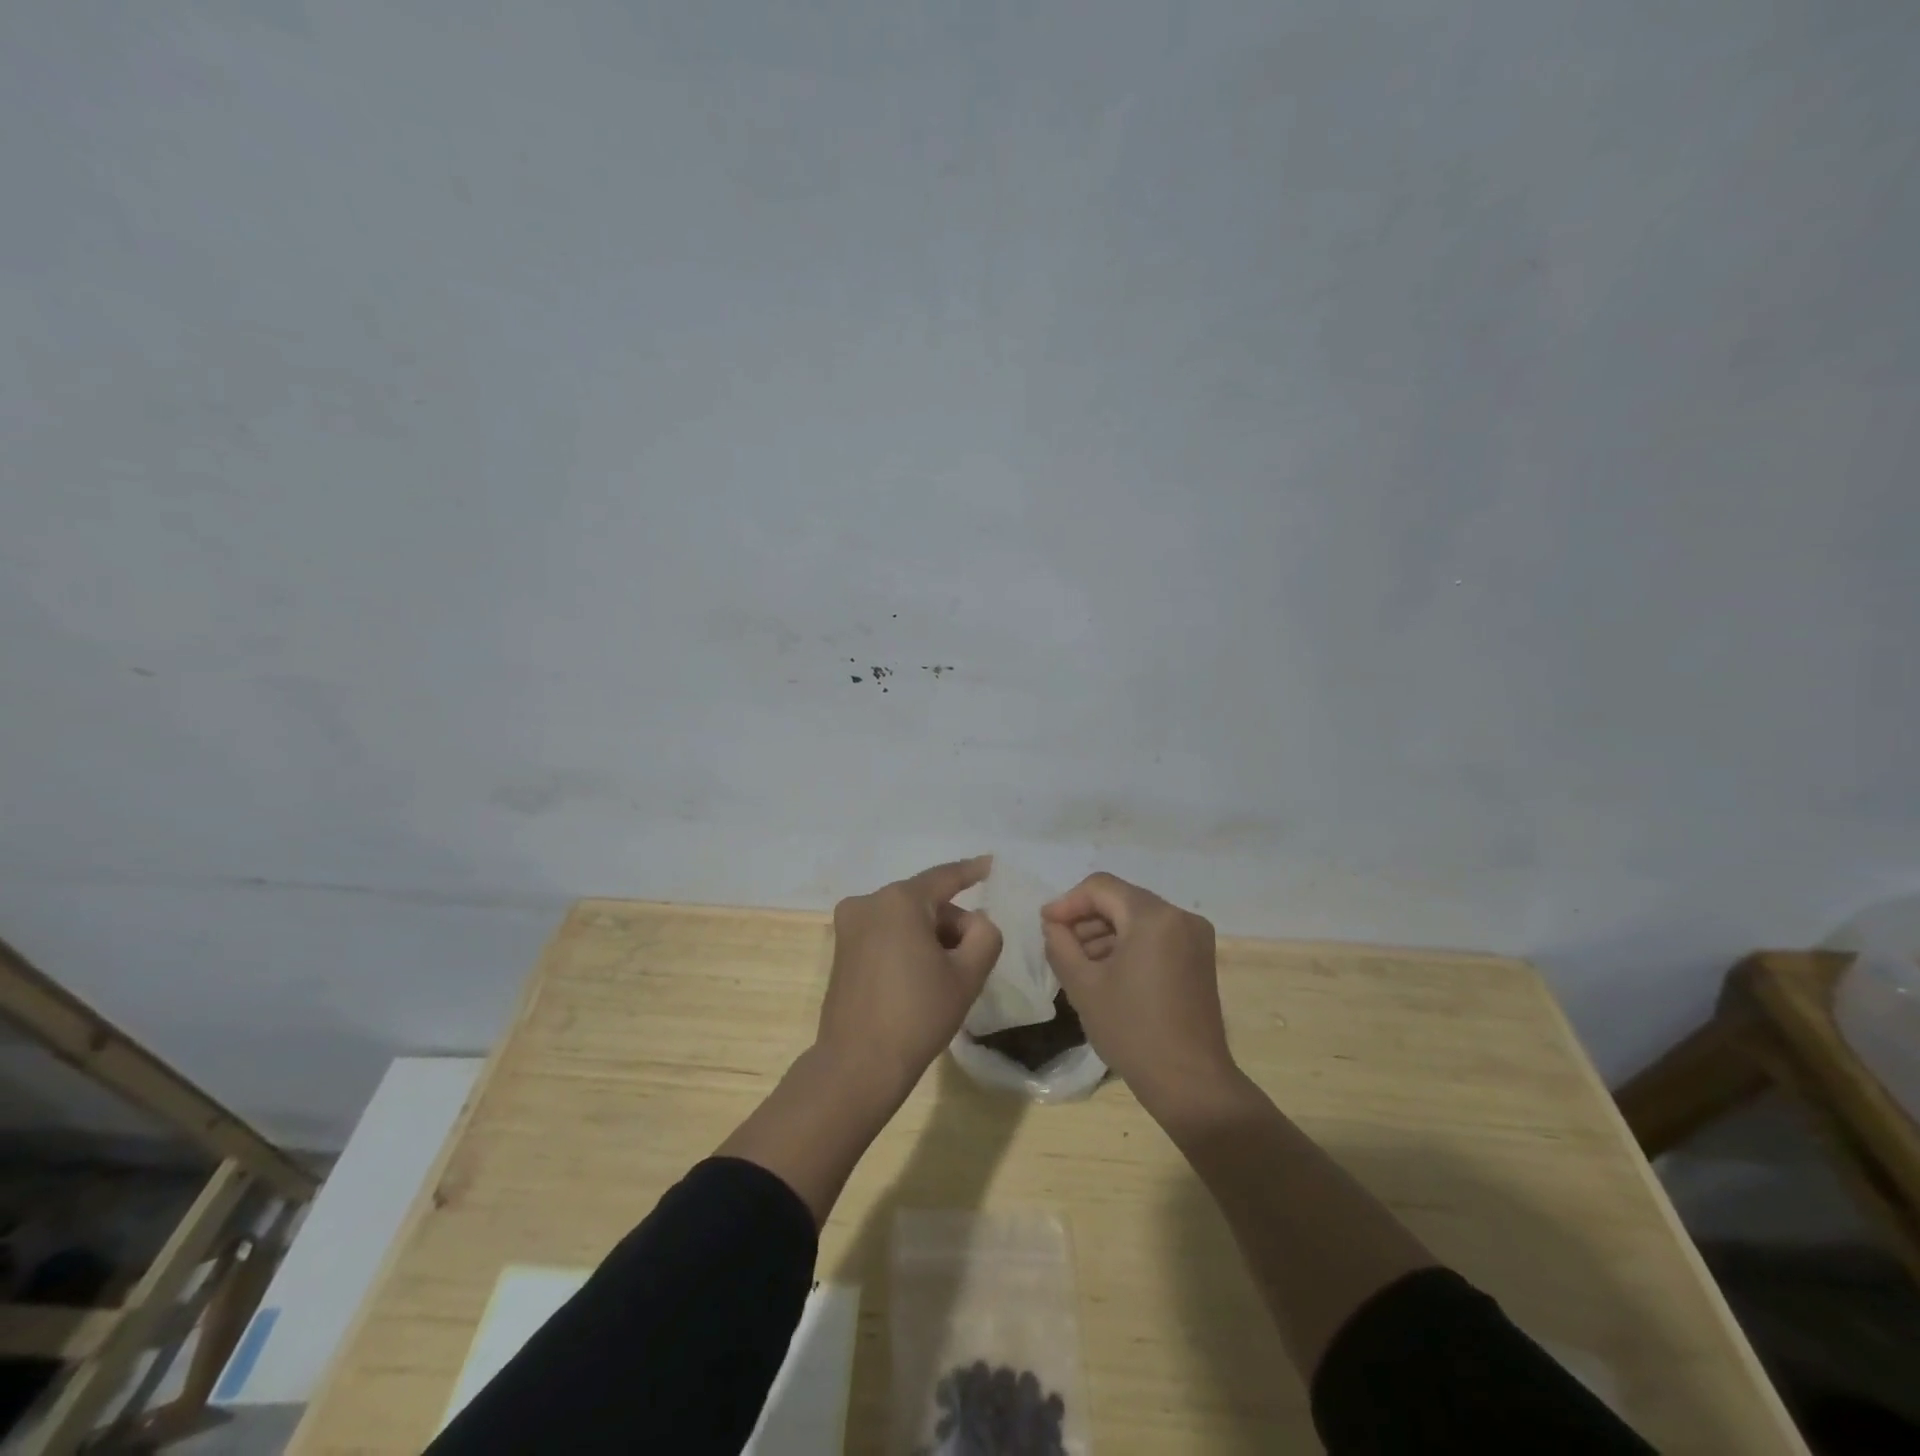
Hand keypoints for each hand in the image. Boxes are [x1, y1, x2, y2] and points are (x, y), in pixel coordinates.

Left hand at [817, 857, 1002, 1104]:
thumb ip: (984, 935)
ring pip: (905, 917)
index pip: (944, 877)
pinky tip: (919, 977)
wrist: (858, 1064)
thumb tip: (973, 922)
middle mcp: (869, 902)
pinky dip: (907, 944)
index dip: (971, 871)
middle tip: (972, 958)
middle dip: (951, 922)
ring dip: (929, 935)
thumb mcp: (968, 975)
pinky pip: (885, 932)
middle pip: (925, 901)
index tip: (990, 864)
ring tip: (945, 976)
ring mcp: (850, 925)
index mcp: (900, 901)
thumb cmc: (918, 1015)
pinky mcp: (841, 948)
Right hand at [1041, 872, 1237, 1117]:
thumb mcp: (1082, 985)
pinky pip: (1155, 935)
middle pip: (1121, 900)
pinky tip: (1107, 970)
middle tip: (1059, 944)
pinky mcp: (1199, 958)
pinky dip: (1128, 944)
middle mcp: (1180, 916)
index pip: (1100, 888)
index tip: (1044, 925)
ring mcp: (1195, 937)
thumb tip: (1054, 925)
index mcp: (1153, 916)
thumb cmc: (1132, 1031)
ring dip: (1105, 932)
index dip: (1067, 902)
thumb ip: (1060, 944)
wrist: (1190, 1083)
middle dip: (1086, 918)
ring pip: (1138, 918)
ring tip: (1078, 961)